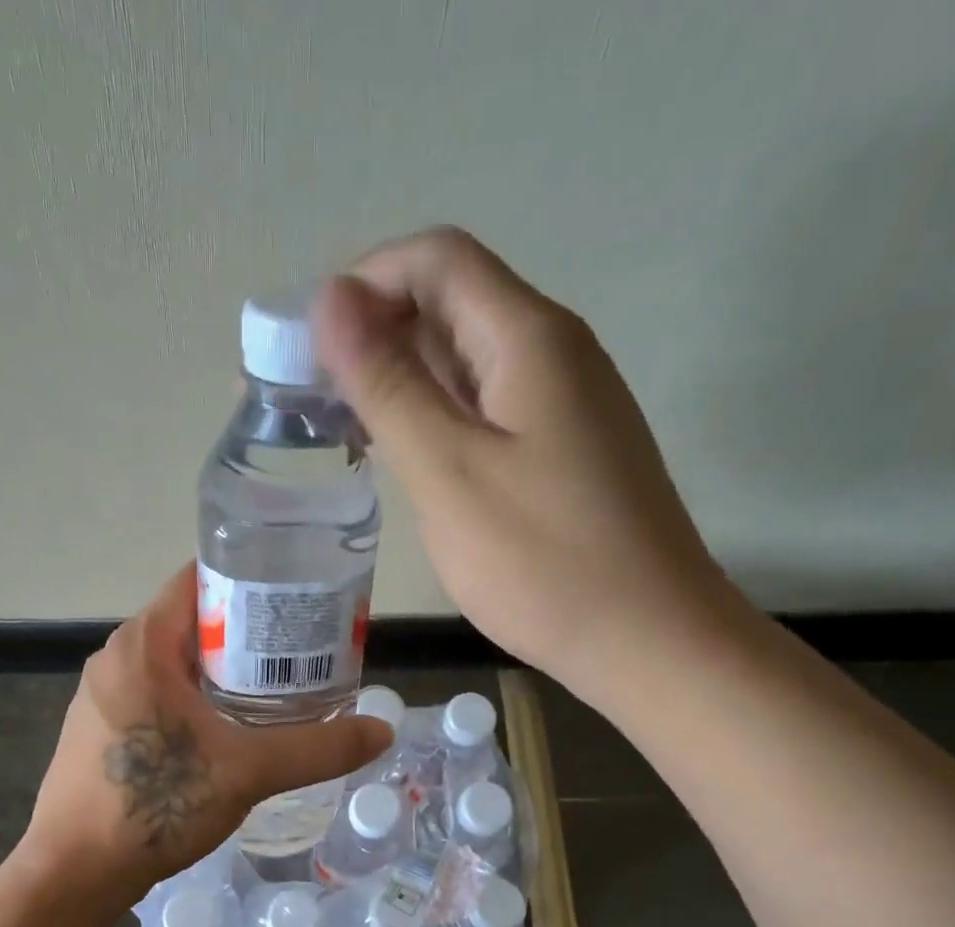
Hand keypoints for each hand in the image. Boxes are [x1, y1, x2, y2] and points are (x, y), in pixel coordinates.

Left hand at [22, 563, 392, 911]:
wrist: (73, 874)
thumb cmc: (154, 806)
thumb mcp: (246, 772)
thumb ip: (317, 749)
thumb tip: (383, 732)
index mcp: (143, 644)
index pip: (201, 580)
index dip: (252, 581)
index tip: (298, 596)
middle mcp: (117, 658)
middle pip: (192, 622)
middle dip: (247, 633)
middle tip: (302, 650)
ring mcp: (103, 696)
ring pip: (175, 663)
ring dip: (223, 671)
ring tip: (277, 689)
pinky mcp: (100, 730)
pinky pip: (157, 695)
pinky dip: (196, 700)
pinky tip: (228, 731)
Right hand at [313, 226, 741, 690]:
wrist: (646, 639)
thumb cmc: (542, 560)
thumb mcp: (447, 470)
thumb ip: (388, 385)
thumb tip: (332, 300)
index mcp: (527, 338)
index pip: (436, 260)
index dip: (364, 283)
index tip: (308, 348)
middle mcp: (552, 352)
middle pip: (451, 305)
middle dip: (374, 335)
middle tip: (312, 402)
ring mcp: (563, 405)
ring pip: (466, 363)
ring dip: (401, 382)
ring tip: (345, 433)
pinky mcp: (562, 452)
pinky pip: (487, 410)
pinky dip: (436, 421)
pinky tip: (405, 462)